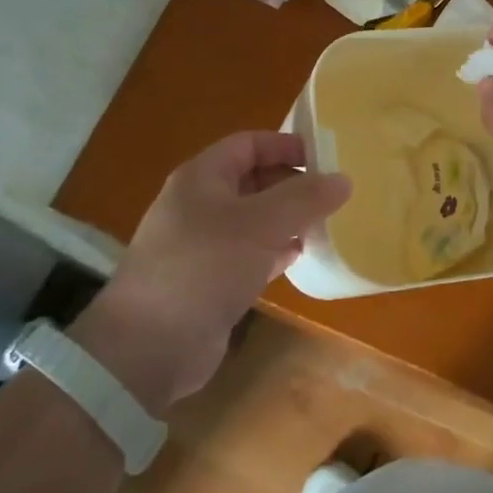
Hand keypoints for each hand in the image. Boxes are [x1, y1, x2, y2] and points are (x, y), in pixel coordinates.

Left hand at [69, 132, 349, 413]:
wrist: (149, 348)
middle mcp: (200, 204)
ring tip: (326, 223)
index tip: (326, 158)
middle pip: (253, 180)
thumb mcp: (260, 225)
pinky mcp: (209, 280)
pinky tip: (301, 256)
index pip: (249, 144)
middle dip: (292, 184)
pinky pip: (249, 253)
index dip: (286, 145)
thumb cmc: (204, 267)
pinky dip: (275, 250)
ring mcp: (202, 244)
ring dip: (287, 219)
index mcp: (202, 178)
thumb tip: (343, 179)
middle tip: (333, 194)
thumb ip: (304, 199)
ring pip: (254, 219)